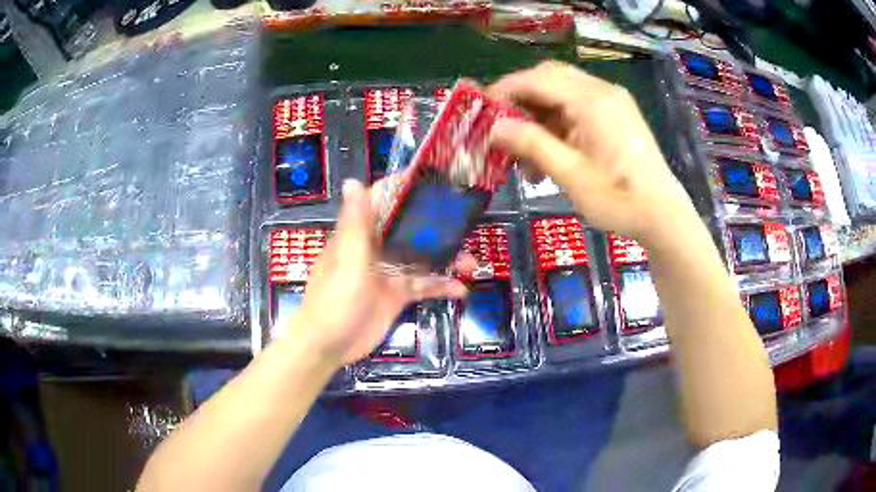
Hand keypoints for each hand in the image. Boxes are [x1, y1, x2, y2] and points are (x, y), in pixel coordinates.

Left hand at [283, 179, 469, 367]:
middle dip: (435, 226)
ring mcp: (387, 272)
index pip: (380, 200)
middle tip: (465, 224)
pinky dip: (441, 286)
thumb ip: (356, 223)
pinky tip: (461, 290)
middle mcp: (375, 248)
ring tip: (471, 263)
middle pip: (408, 228)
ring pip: (420, 258)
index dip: (402, 188)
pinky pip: (422, 285)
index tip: (432, 181)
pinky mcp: (396, 295)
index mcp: (359, 234)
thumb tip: (352, 181)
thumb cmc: (334, 299)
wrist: (329, 345)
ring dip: (445, 258)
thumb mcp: (348, 260)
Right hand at [488, 61, 696, 246]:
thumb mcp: (570, 174)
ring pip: (561, 95)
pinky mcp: (615, 117)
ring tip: (524, 157)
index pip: (536, 79)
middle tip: (501, 129)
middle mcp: (601, 91)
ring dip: (538, 118)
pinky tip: (548, 156)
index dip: (504, 91)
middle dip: (520, 101)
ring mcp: (611, 103)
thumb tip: (493, 128)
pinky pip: (577, 109)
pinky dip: (557, 126)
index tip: (481, 113)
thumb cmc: (619, 199)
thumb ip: (531, 144)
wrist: (663, 216)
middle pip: (549, 79)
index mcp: (591, 100)